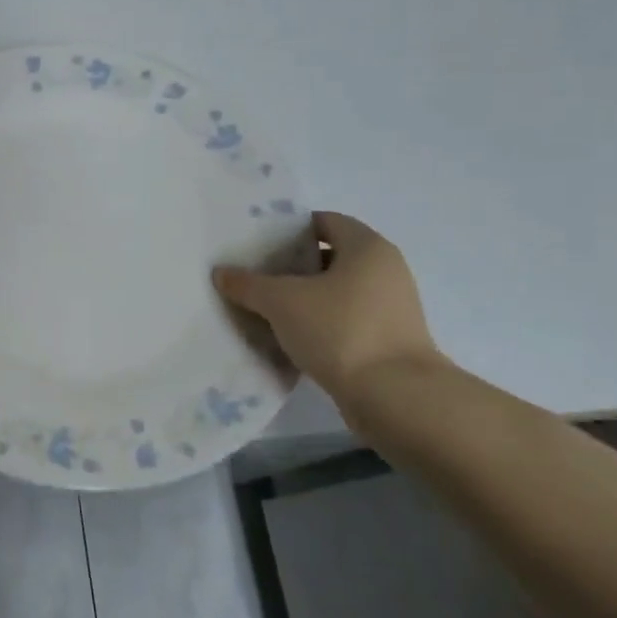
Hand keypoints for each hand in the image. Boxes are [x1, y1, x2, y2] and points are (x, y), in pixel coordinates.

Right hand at [214, 212, 440, 397]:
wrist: (395, 396)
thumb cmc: (340, 330)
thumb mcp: (281, 302)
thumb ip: (248, 284)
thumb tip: (221, 273)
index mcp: (367, 248)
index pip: (325, 221)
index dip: (290, 228)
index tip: (258, 242)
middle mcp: (385, 270)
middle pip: (330, 256)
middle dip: (291, 265)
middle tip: (254, 274)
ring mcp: (390, 308)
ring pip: (336, 291)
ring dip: (303, 297)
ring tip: (264, 307)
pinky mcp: (387, 340)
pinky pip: (344, 320)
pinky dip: (318, 323)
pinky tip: (288, 336)